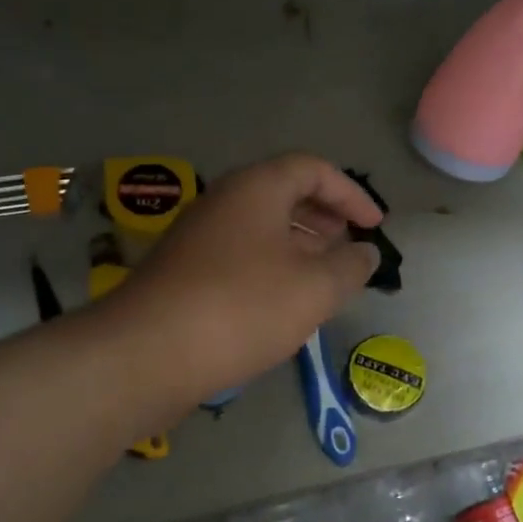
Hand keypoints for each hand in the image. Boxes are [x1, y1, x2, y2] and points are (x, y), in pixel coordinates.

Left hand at [114, 153, 382, 400]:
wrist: (148, 353)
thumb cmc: (242, 307)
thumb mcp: (314, 288)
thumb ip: (350, 266)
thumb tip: (365, 252)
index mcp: (256, 188)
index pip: (312, 169)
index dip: (351, 194)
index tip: (374, 226)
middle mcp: (223, 200)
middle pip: (283, 193)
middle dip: (324, 216)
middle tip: (348, 246)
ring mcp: (197, 235)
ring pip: (259, 226)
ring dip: (298, 244)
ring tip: (323, 275)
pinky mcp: (183, 270)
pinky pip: (239, 253)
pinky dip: (270, 266)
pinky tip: (282, 302)